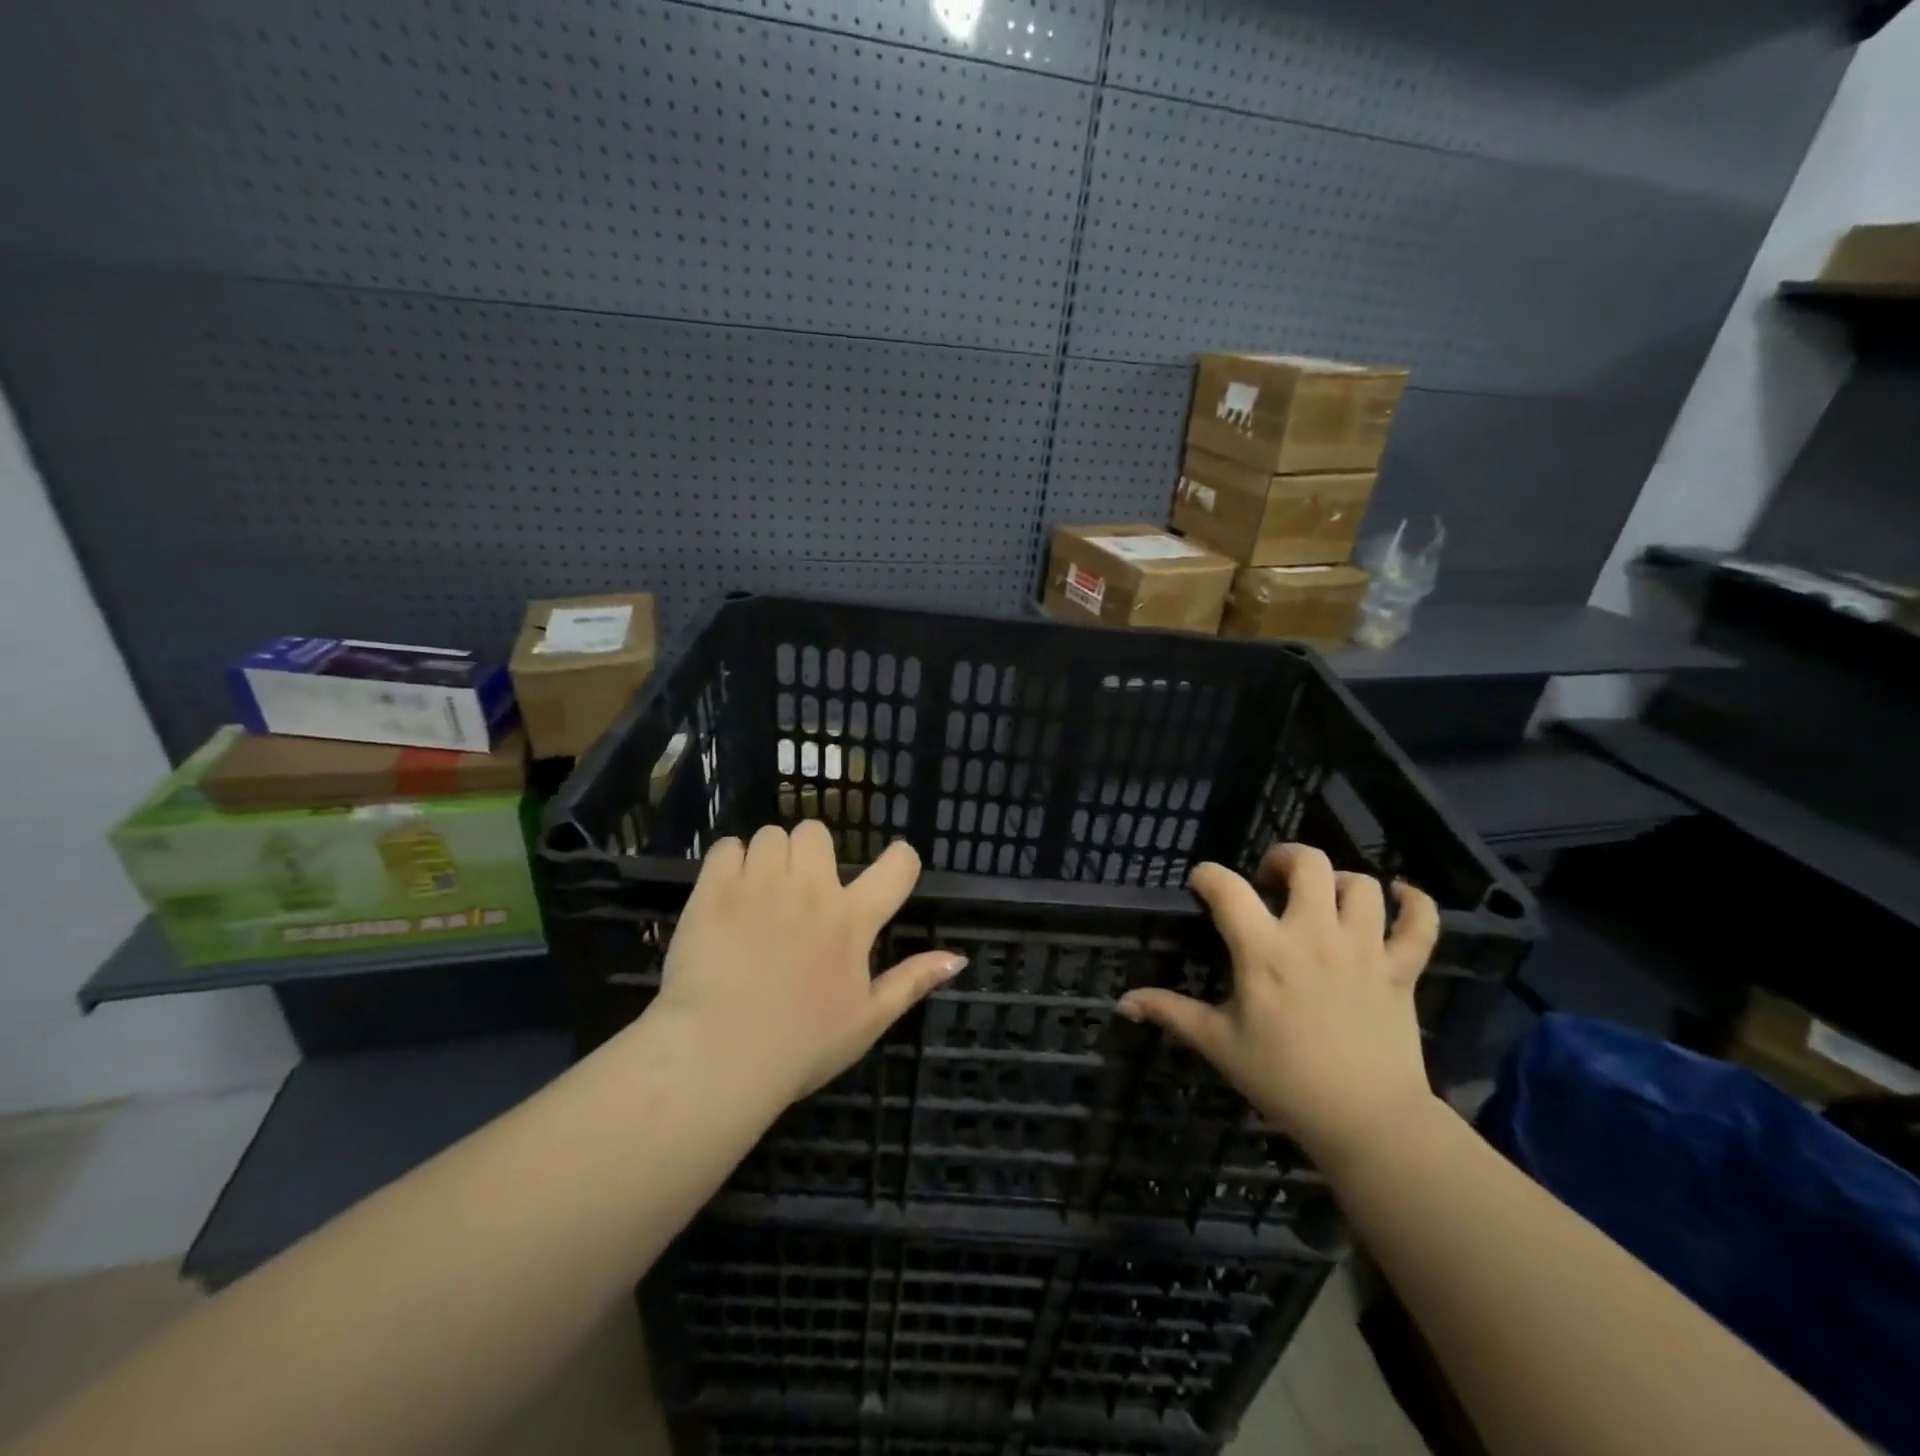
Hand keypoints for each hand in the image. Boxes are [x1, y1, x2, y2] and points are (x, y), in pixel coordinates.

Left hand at [650, 821, 966, 1105]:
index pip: (898, 865)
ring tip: (760, 892)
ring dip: (769, 858)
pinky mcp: (714, 890)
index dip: (901, 859)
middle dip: (811, 854)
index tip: (891, 870)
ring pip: (770, 835)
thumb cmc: (801, 1045)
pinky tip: (728, 893)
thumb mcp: (868, 1021)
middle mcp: (809, 889)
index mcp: (852, 919)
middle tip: (800, 889)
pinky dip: (729, 863)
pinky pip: (726, 847)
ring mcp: (759, 885)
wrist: (719, 1057)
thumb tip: (958, 957)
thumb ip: (912, 982)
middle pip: (816, 832)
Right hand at [1116, 844, 1440, 1167]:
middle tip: (1271, 879)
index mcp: (1264, 951)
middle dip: (1283, 858)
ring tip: (1323, 897)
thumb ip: (1170, 1012)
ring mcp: (1364, 949)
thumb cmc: (1284, 1080)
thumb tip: (1122, 1002)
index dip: (1207, 875)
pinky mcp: (1402, 969)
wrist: (1368, 1123)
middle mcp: (1314, 936)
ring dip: (1338, 881)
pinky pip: (1420, 922)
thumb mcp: (1219, 1044)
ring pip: (1360, 884)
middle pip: (1307, 863)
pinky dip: (1413, 902)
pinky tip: (1398, 897)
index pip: (1226, 887)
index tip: (1202, 885)